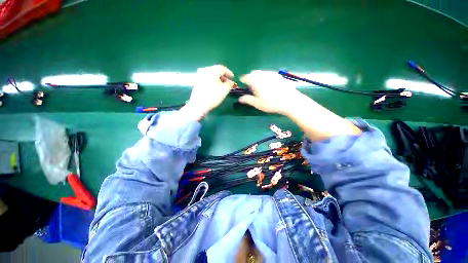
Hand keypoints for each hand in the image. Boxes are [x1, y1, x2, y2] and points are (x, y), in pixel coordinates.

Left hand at [179, 65, 234, 120]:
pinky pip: (207, 78)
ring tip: (223, 86)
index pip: (223, 68)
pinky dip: (213, 81)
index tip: (233, 78)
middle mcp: (205, 70)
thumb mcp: (225, 90)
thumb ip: (230, 84)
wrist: (199, 105)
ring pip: (212, 75)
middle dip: (224, 76)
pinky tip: (216, 87)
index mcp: (212, 70)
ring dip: (218, 79)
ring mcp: (200, 75)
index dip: (229, 73)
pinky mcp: (197, 81)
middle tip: (229, 83)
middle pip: (217, 71)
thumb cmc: (213, 96)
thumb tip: (231, 82)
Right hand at [238, 70, 301, 114]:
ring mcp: (272, 74)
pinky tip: (269, 86)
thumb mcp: (257, 103)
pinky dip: (265, 77)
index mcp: (256, 81)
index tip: (243, 84)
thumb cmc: (271, 103)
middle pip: (254, 73)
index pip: (246, 77)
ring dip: (258, 77)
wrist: (290, 101)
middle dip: (251, 78)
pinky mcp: (278, 75)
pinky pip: (268, 74)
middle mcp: (263, 74)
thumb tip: (239, 99)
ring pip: (261, 73)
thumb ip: (247, 100)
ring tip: (260, 87)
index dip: (243, 80)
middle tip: (251, 87)